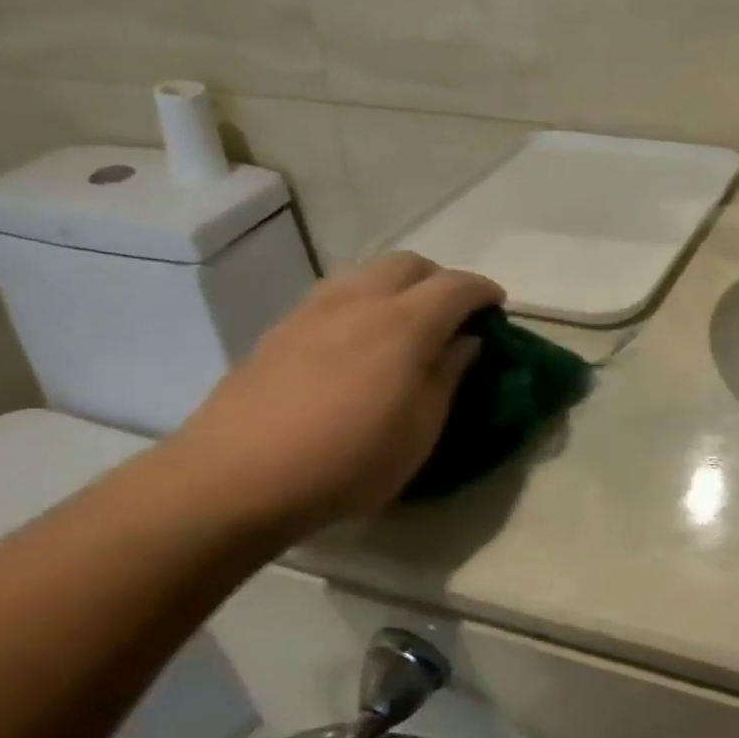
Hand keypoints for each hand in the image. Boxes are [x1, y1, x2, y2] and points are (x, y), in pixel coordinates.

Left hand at [170, 253, 502, 535]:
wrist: (241, 473)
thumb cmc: (350, 460)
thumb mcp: (421, 430)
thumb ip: (448, 376)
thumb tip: (466, 341)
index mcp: (405, 324)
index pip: (456, 286)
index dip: (483, 291)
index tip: (497, 306)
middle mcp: (361, 300)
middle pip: (410, 263)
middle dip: (440, 279)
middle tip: (453, 314)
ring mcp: (315, 308)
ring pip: (367, 271)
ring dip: (398, 284)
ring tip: (405, 321)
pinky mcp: (282, 326)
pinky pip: (335, 292)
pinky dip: (362, 299)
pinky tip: (357, 337)